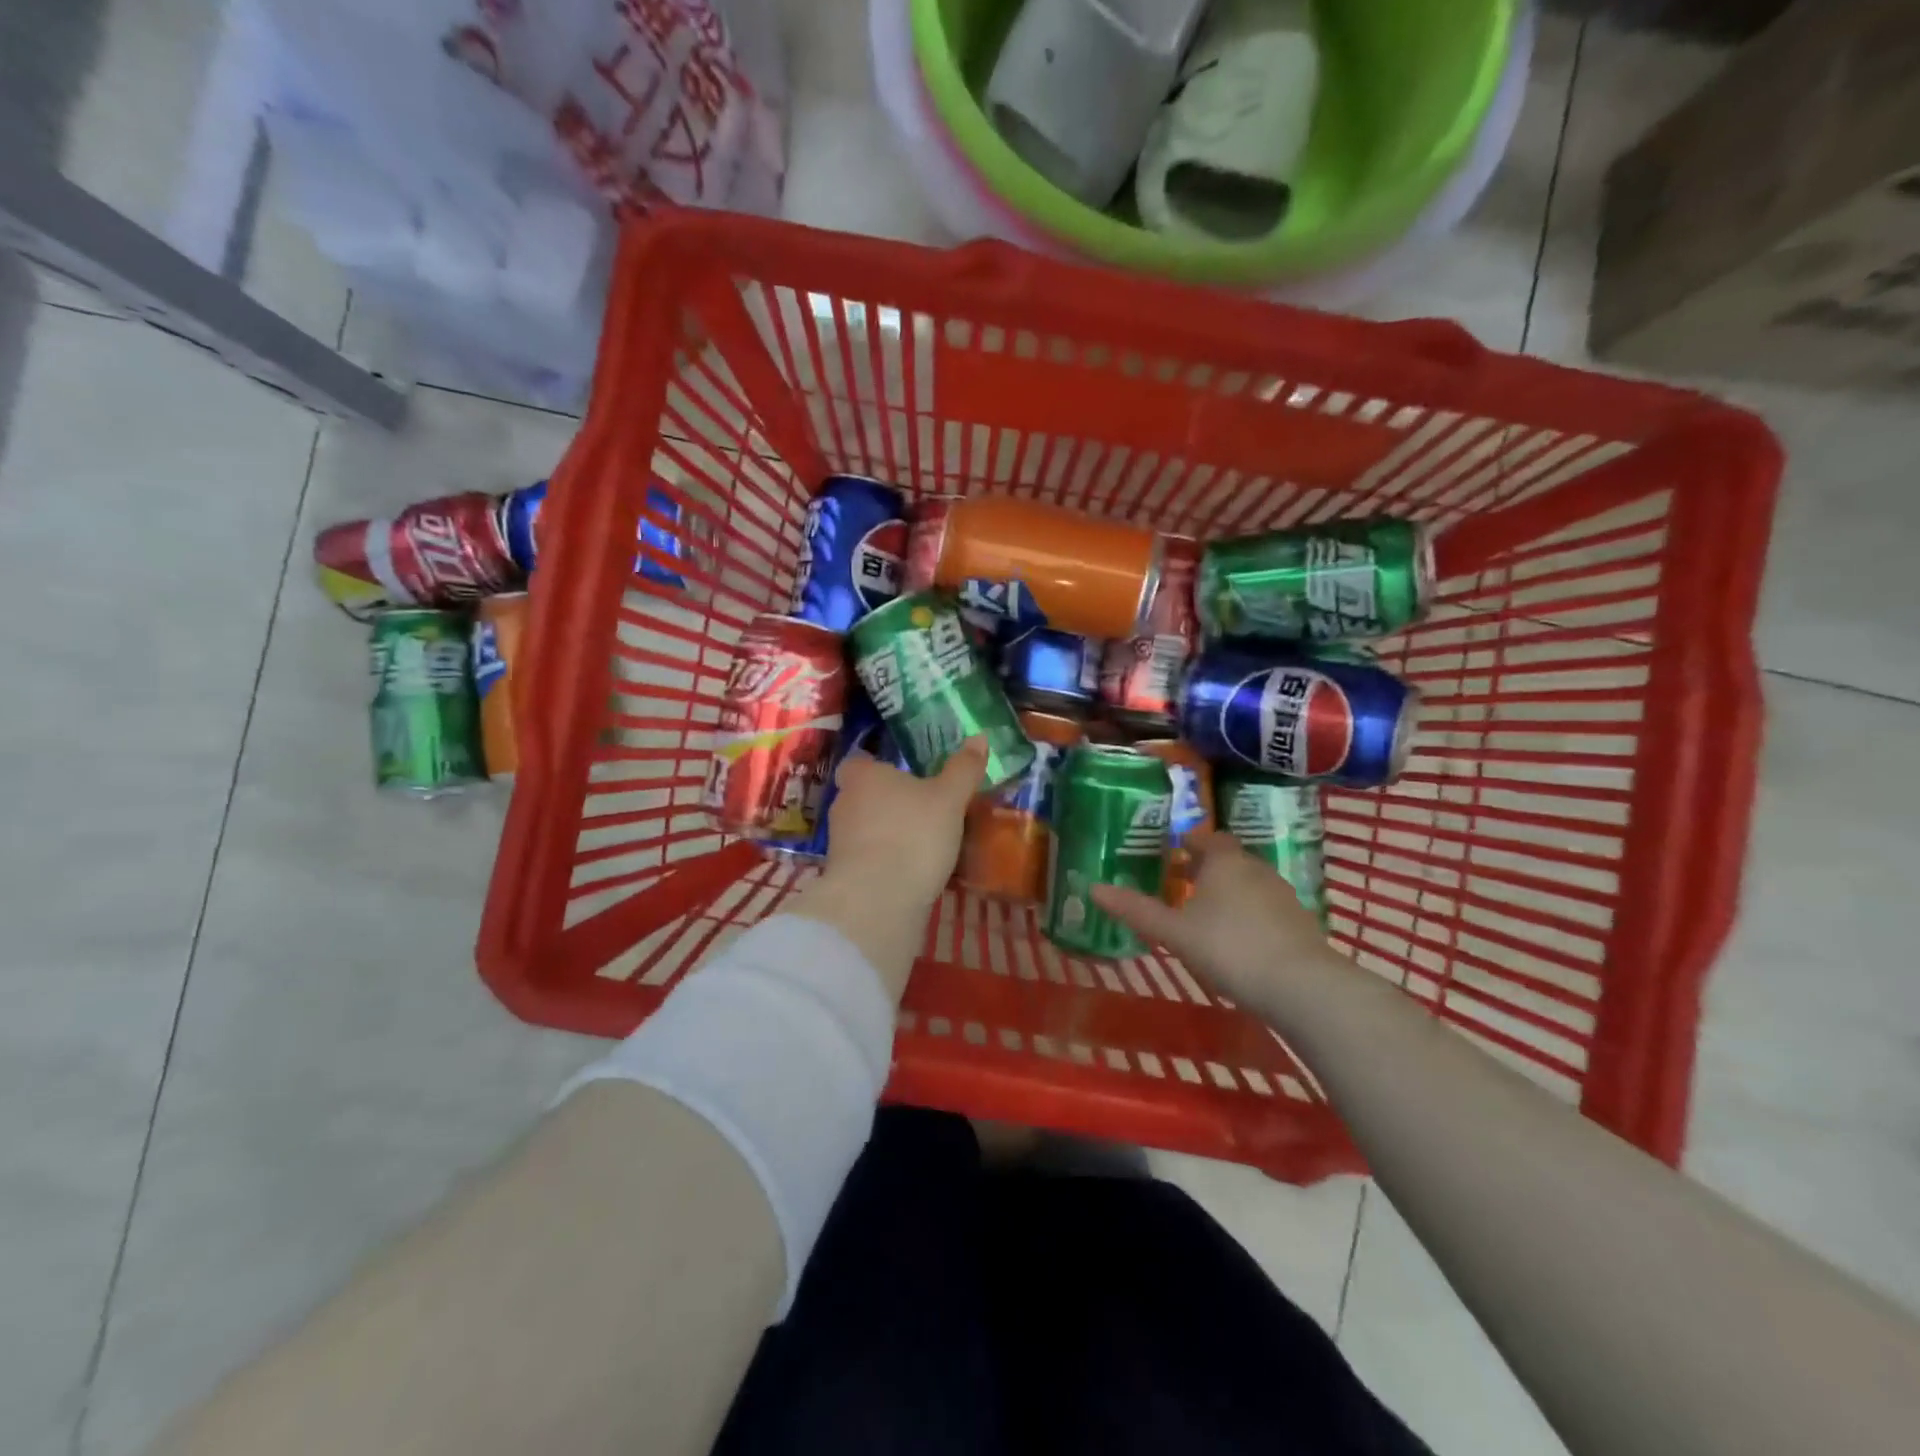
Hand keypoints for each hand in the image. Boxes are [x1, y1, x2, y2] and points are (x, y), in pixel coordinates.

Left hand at [823, 737, 987, 906]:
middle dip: (886, 801)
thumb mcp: (949, 799)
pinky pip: (867, 859)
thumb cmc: (913, 835)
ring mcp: (839, 842)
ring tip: (920, 841)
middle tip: (920, 807)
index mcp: (864, 776)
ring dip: (886, 833)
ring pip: (864, 828)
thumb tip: (979, 737)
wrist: (877, 901)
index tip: (901, 774)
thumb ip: (963, 769)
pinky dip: (884, 861)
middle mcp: (844, 803)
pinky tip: (910, 870)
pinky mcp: (843, 876)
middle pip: (862, 795)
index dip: (876, 766)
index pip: (859, 762)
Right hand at [1091, 829, 1337, 1015]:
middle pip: (1229, 859)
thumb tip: (1093, 888)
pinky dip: (1250, 915)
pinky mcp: (1300, 923)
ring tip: (1207, 914)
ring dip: (1230, 892)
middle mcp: (1256, 869)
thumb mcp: (1174, 932)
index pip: (1207, 838)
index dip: (1189, 842)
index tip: (1172, 852)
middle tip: (1183, 885)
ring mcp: (1283, 895)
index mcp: (1225, 861)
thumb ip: (1136, 910)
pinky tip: (1239, 940)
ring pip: (1250, 884)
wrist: (1301, 986)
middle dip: (1207, 868)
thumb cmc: (1229, 948)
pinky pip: (1267, 908)